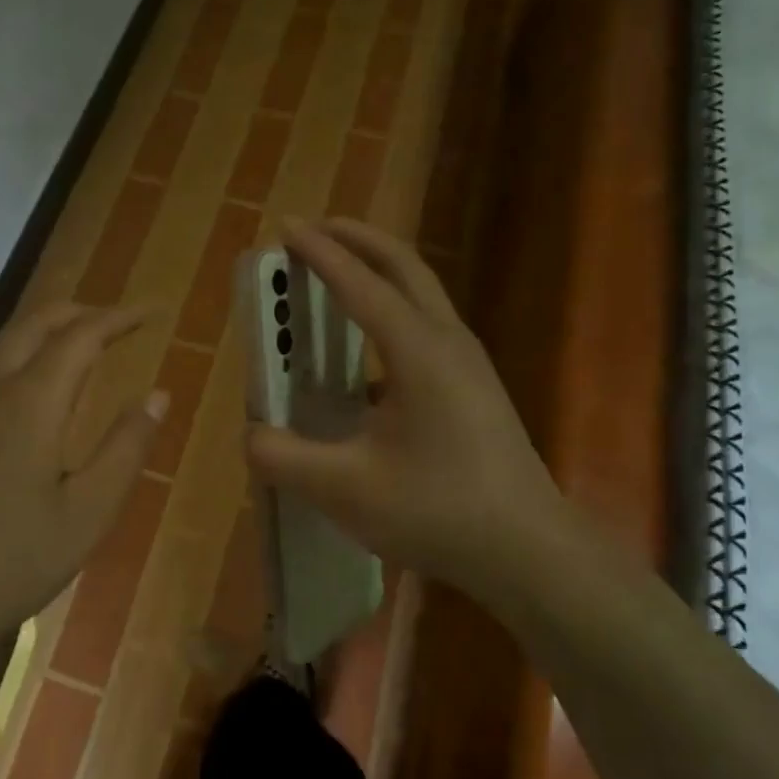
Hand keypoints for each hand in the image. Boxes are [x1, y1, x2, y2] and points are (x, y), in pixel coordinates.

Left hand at [0, 305, 166, 677]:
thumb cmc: (11, 562)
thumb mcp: (88, 513)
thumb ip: (126, 448)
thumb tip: (158, 395)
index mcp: (29, 402)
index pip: (81, 335)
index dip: (120, 318)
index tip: (152, 312)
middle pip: (34, 323)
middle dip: (80, 313)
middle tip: (117, 323)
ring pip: (1, 346)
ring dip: (43, 334)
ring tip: (76, 350)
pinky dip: (14, 363)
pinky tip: (23, 398)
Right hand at [246, 220, 578, 615]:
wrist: (528, 551)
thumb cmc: (438, 511)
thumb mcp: (345, 489)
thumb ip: (284, 458)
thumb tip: (250, 435)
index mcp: (418, 352)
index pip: (360, 285)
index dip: (320, 254)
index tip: (286, 227)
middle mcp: (447, 342)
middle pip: (404, 266)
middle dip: (358, 239)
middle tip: (316, 230)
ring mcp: (469, 363)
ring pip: (421, 293)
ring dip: (378, 271)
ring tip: (339, 273)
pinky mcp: (475, 388)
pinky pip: (427, 327)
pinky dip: (392, 312)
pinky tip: (366, 354)